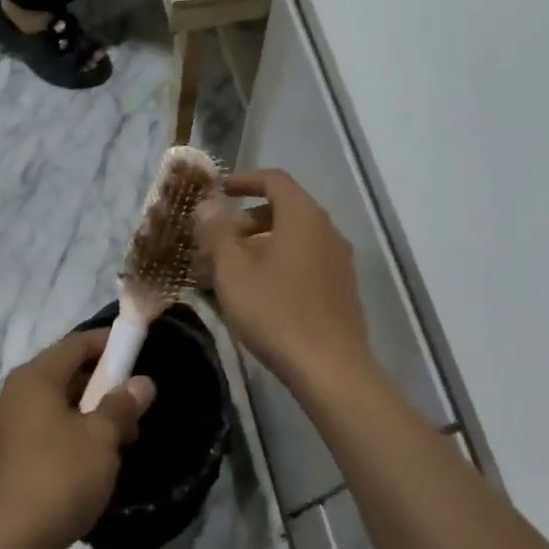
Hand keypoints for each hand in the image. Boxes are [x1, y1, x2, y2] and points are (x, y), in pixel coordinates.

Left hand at [0, 330, 154, 548]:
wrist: (7, 544)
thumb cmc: (58, 477)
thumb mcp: (101, 438)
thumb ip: (123, 405)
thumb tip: (142, 383)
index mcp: (34, 378)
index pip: (77, 343)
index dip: (110, 344)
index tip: (140, 352)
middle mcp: (16, 395)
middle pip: (67, 373)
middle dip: (105, 385)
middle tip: (137, 406)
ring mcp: (9, 428)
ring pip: (59, 406)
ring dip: (92, 415)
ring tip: (123, 439)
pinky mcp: (9, 458)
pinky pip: (48, 431)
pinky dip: (74, 435)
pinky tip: (95, 462)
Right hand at [194, 170, 373, 389]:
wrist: (330, 368)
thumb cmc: (276, 311)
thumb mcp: (233, 270)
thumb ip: (217, 232)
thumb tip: (207, 205)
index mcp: (303, 217)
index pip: (275, 180)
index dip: (244, 181)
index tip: (218, 191)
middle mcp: (327, 231)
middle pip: (284, 210)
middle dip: (246, 220)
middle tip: (216, 243)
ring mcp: (338, 262)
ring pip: (293, 240)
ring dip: (260, 246)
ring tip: (230, 272)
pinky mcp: (341, 290)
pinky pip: (304, 263)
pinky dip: (278, 265)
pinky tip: (257, 295)